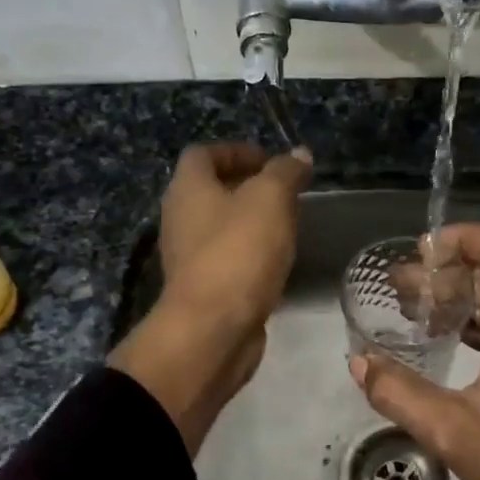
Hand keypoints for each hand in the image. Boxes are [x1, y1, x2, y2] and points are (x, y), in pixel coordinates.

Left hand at [110, 143, 311, 453]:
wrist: (213, 329)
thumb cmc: (238, 252)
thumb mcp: (270, 200)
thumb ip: (285, 173)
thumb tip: (299, 154)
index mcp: (188, 188)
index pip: (203, 154)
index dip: (236, 151)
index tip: (271, 161)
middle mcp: (180, 218)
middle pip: (210, 190)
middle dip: (247, 186)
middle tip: (284, 192)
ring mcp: (189, 256)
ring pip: (220, 226)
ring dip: (250, 221)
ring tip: (286, 224)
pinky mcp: (203, 288)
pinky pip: (227, 258)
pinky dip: (249, 252)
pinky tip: (277, 261)